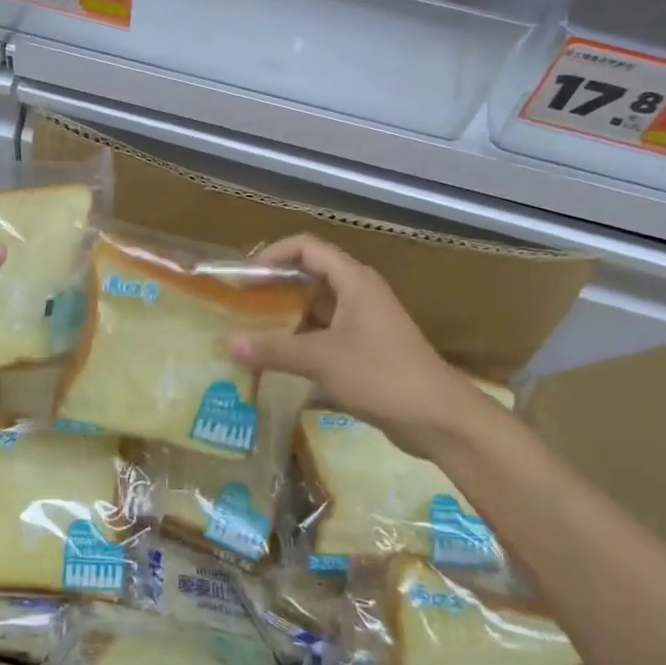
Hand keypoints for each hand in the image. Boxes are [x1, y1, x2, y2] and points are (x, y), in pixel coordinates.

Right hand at [229, 234, 485, 455]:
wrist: (437, 416)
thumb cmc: (380, 374)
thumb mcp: (321, 359)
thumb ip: (273, 349)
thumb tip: (228, 343)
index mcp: (353, 280)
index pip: (306, 247)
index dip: (272, 254)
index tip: (244, 276)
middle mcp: (359, 293)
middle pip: (310, 276)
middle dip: (274, 288)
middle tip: (239, 306)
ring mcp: (364, 322)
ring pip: (317, 308)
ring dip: (286, 318)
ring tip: (251, 333)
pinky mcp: (367, 349)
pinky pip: (326, 334)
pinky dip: (302, 342)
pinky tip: (278, 361)